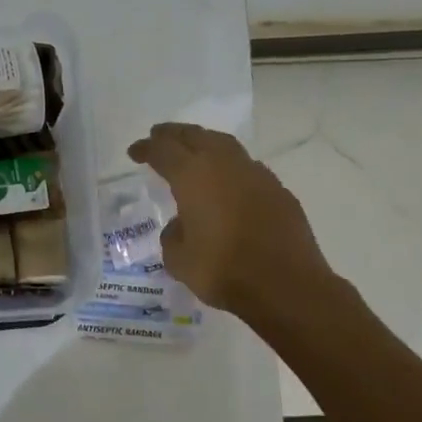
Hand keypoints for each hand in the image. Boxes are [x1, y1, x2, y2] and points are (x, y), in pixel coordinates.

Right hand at [126, 122, 340, 322]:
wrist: (286, 286)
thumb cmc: (223, 271)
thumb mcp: (179, 259)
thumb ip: (173, 235)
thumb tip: (182, 224)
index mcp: (193, 176)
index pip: (164, 151)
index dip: (146, 148)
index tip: (134, 152)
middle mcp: (224, 166)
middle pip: (196, 136)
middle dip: (174, 134)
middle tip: (159, 135)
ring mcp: (257, 176)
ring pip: (225, 146)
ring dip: (205, 143)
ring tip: (193, 150)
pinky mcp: (279, 192)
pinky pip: (248, 168)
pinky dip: (230, 167)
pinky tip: (227, 181)